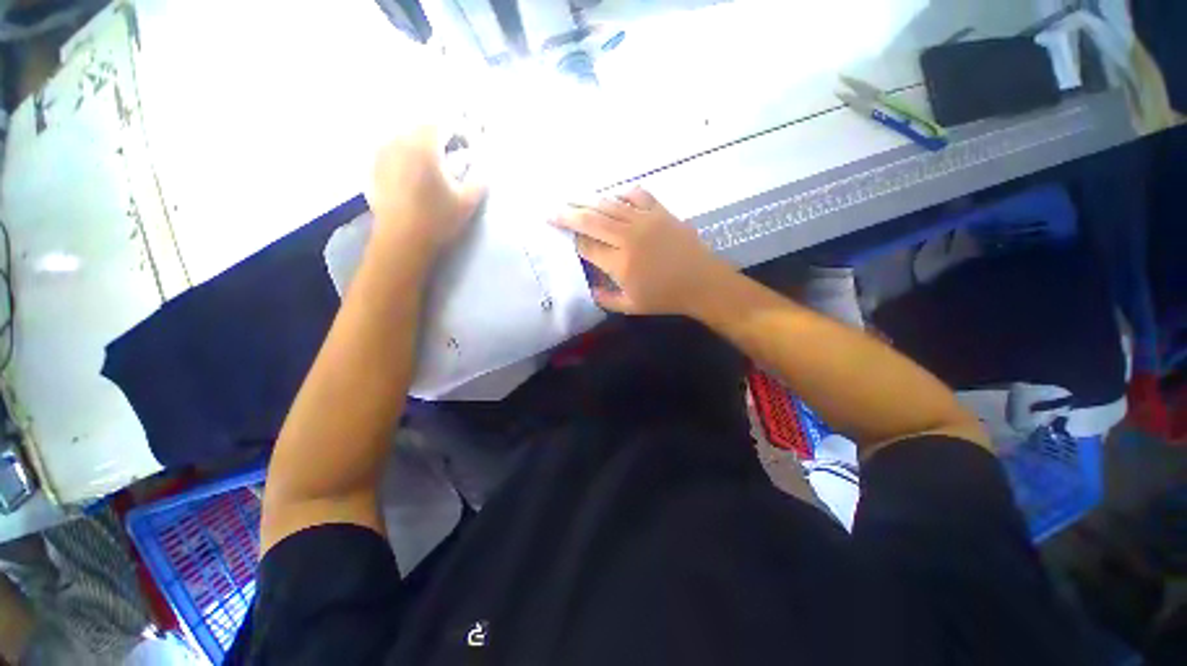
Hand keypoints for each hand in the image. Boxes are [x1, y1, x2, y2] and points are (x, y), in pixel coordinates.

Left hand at [365, 126, 485, 257]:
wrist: (401, 240)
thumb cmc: (437, 220)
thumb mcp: (467, 202)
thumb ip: (479, 180)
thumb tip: (484, 166)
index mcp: (424, 146)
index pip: (443, 123)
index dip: (459, 128)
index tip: (470, 142)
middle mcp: (400, 141)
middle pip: (422, 126)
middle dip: (440, 134)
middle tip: (454, 150)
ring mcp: (383, 153)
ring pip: (405, 135)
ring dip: (421, 142)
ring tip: (433, 159)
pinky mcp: (374, 167)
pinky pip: (391, 148)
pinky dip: (405, 152)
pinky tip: (413, 169)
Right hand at [552, 188, 731, 314]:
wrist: (702, 282)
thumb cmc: (666, 297)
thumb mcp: (631, 306)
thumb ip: (605, 298)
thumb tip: (587, 288)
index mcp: (620, 262)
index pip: (586, 246)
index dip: (572, 240)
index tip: (561, 236)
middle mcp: (628, 237)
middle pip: (591, 219)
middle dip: (567, 214)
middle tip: (551, 211)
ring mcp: (645, 220)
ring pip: (609, 204)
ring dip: (587, 201)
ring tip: (572, 199)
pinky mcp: (660, 212)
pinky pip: (636, 194)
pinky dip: (621, 193)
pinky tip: (612, 197)